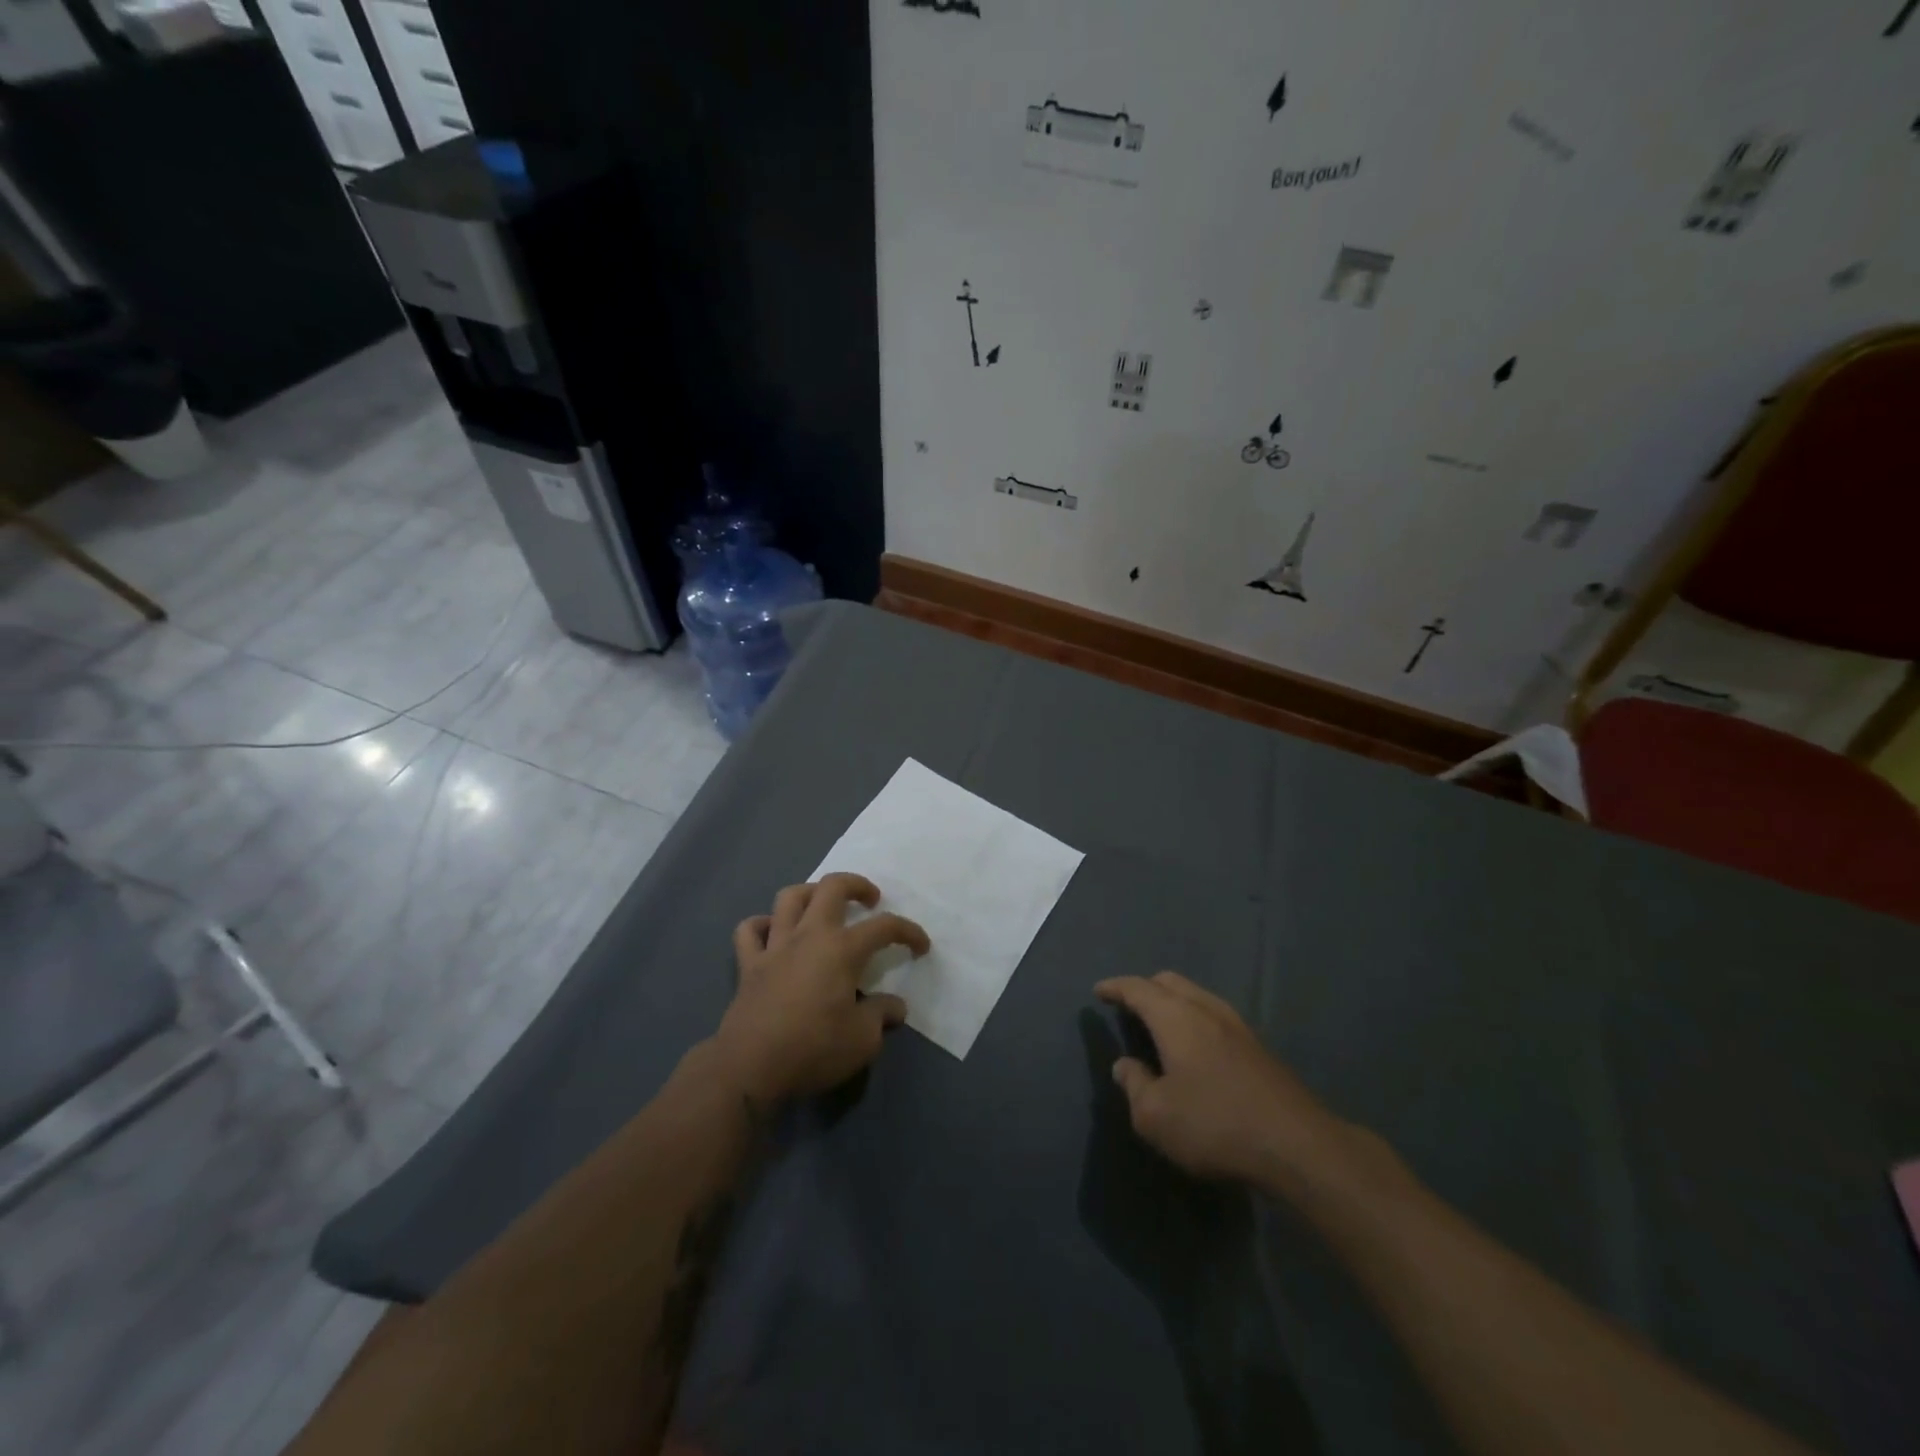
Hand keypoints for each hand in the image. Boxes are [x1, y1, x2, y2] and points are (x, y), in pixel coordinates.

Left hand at [712, 873, 929, 1105]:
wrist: (750, 1068)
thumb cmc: (814, 1049)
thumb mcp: (863, 1040)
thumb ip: (881, 1015)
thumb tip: (895, 1007)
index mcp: (842, 949)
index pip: (884, 927)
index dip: (908, 932)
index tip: (921, 946)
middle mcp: (809, 936)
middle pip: (832, 887)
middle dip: (856, 885)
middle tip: (870, 900)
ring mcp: (775, 946)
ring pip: (789, 898)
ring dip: (810, 893)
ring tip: (823, 905)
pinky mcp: (748, 964)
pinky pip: (750, 930)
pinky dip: (762, 925)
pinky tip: (773, 934)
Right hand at [1095, 971, 1344, 1188]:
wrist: (1297, 1145)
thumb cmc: (1215, 1125)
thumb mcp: (1155, 1116)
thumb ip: (1134, 1085)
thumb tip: (1124, 1065)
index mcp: (1175, 1018)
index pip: (1137, 988)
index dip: (1115, 987)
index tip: (1099, 990)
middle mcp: (1205, 1009)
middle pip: (1169, 982)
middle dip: (1145, 988)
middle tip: (1128, 1006)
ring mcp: (1237, 1025)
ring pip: (1196, 996)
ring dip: (1173, 1002)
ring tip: (1159, 1025)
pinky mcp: (1258, 1046)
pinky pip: (1214, 1015)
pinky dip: (1194, 1018)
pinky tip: (1195, 1047)